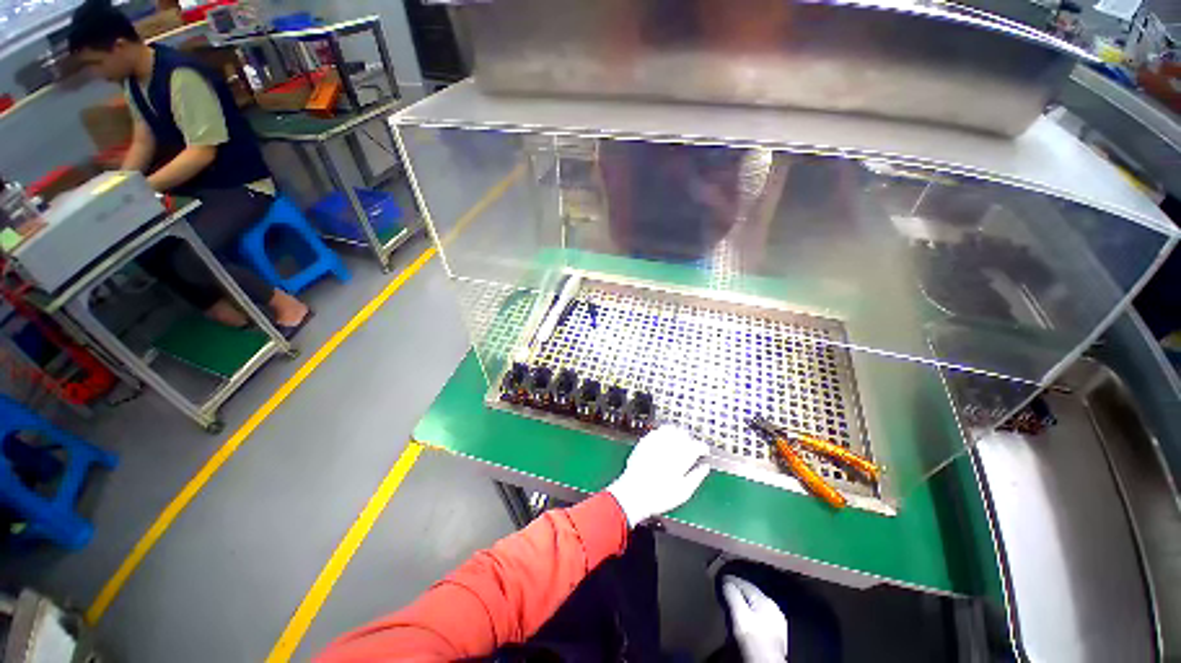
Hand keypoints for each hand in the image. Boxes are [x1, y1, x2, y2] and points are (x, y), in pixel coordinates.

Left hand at [606, 425, 709, 527]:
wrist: (634, 494)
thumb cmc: (660, 496)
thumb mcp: (683, 492)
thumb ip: (697, 477)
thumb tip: (705, 467)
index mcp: (680, 459)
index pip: (696, 446)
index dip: (702, 447)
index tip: (704, 451)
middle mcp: (667, 447)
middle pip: (683, 435)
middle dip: (689, 440)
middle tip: (691, 448)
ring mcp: (654, 443)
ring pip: (669, 429)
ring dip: (676, 434)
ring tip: (678, 443)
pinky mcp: (644, 443)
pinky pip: (656, 432)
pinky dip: (662, 434)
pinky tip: (664, 441)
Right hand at [721, 576, 788, 662]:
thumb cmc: (754, 640)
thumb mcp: (740, 616)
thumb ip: (733, 596)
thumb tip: (726, 582)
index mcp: (764, 599)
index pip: (744, 583)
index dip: (730, 580)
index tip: (719, 579)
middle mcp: (773, 605)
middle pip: (751, 592)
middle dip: (738, 589)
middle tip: (724, 588)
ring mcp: (777, 619)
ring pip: (756, 603)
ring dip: (745, 600)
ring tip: (733, 601)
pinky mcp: (777, 632)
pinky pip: (760, 614)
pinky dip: (751, 610)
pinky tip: (747, 616)